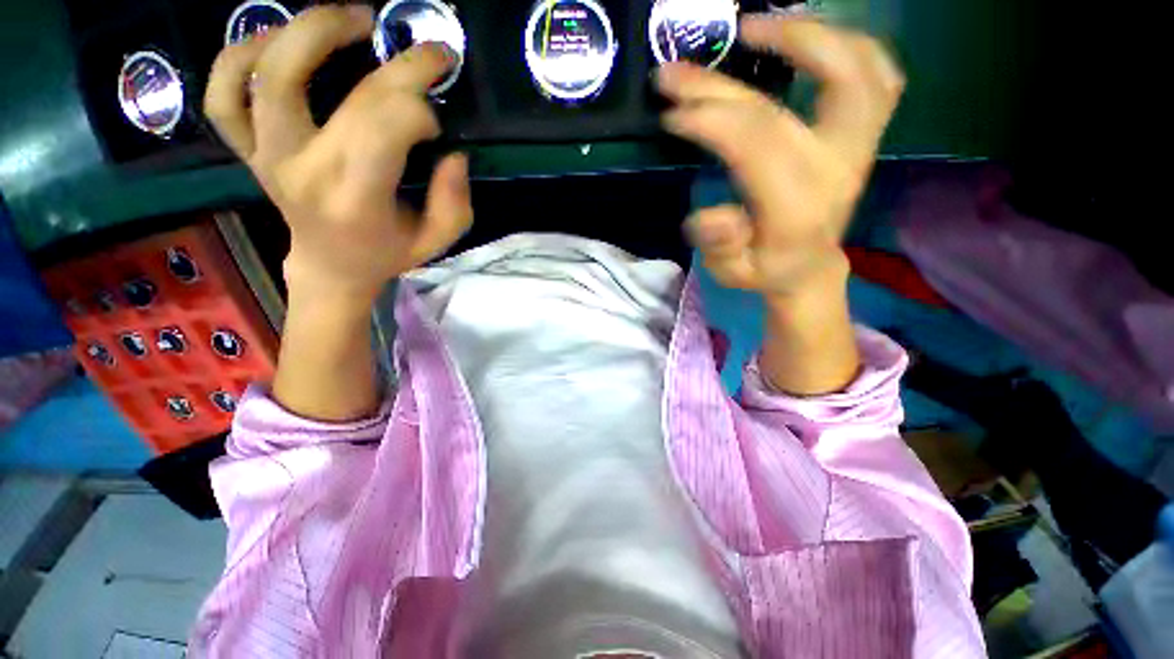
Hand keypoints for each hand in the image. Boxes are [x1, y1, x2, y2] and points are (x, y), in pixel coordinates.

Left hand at [204, 5, 472, 303]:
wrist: (331, 267)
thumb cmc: (387, 254)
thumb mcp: (436, 241)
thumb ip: (454, 203)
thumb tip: (454, 154)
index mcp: (355, 198)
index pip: (386, 130)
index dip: (420, 112)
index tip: (436, 123)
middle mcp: (303, 170)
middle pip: (346, 97)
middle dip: (398, 68)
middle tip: (426, 53)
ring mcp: (266, 154)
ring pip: (270, 73)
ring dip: (312, 31)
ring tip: (355, 19)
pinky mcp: (249, 148)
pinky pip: (223, 93)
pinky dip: (238, 55)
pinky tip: (275, 41)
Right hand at [657, 15, 903, 300]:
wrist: (809, 267)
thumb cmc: (764, 270)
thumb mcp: (730, 272)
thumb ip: (720, 247)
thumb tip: (711, 214)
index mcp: (796, 208)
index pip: (754, 145)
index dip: (710, 120)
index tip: (671, 113)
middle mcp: (834, 169)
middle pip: (782, 107)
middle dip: (722, 85)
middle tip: (677, 70)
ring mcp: (858, 146)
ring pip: (855, 70)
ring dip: (803, 38)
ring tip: (753, 27)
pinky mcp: (865, 135)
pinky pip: (877, 73)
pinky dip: (847, 44)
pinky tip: (809, 38)